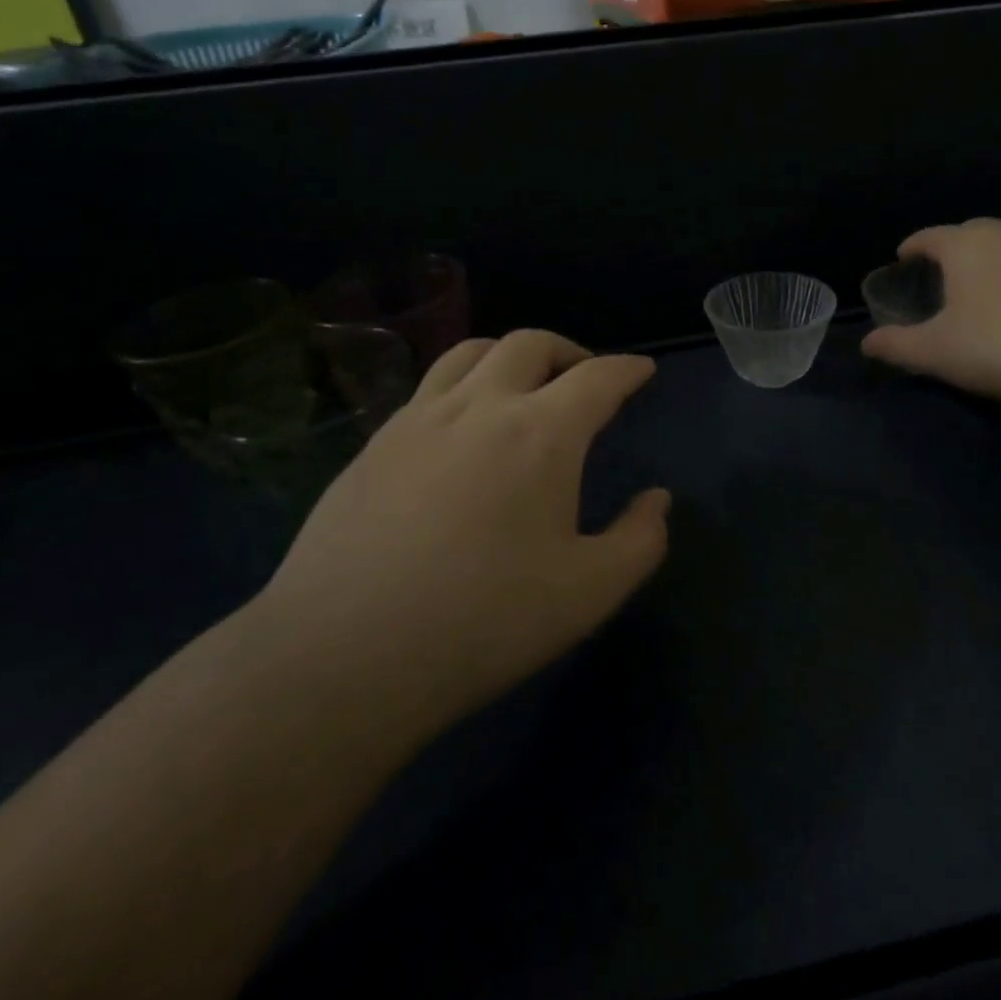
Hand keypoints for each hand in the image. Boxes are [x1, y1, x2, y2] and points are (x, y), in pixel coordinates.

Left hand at [251, 330, 669, 744]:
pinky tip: (462, 427)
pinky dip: (464, 384)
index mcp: (541, 433)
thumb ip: (640, 540)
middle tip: (585, 378)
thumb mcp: (589, 592)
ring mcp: (419, 418)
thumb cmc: (483, 621)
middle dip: (570, 351)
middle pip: (531, 344)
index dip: (627, 369)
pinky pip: (429, 386)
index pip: (597, 377)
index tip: (642, 370)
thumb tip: (656, 500)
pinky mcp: (376, 443)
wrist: (344, 655)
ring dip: (510, 355)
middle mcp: (480, 405)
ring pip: (471, 351)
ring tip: (523, 385)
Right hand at [860, 218, 1000, 406]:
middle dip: (950, 249)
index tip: (901, 258)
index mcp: (966, 245)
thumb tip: (867, 344)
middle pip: (970, 234)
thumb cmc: (997, 346)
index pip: (929, 237)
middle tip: (938, 275)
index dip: (912, 247)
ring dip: (987, 263)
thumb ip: (896, 345)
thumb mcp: (935, 351)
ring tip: (977, 291)